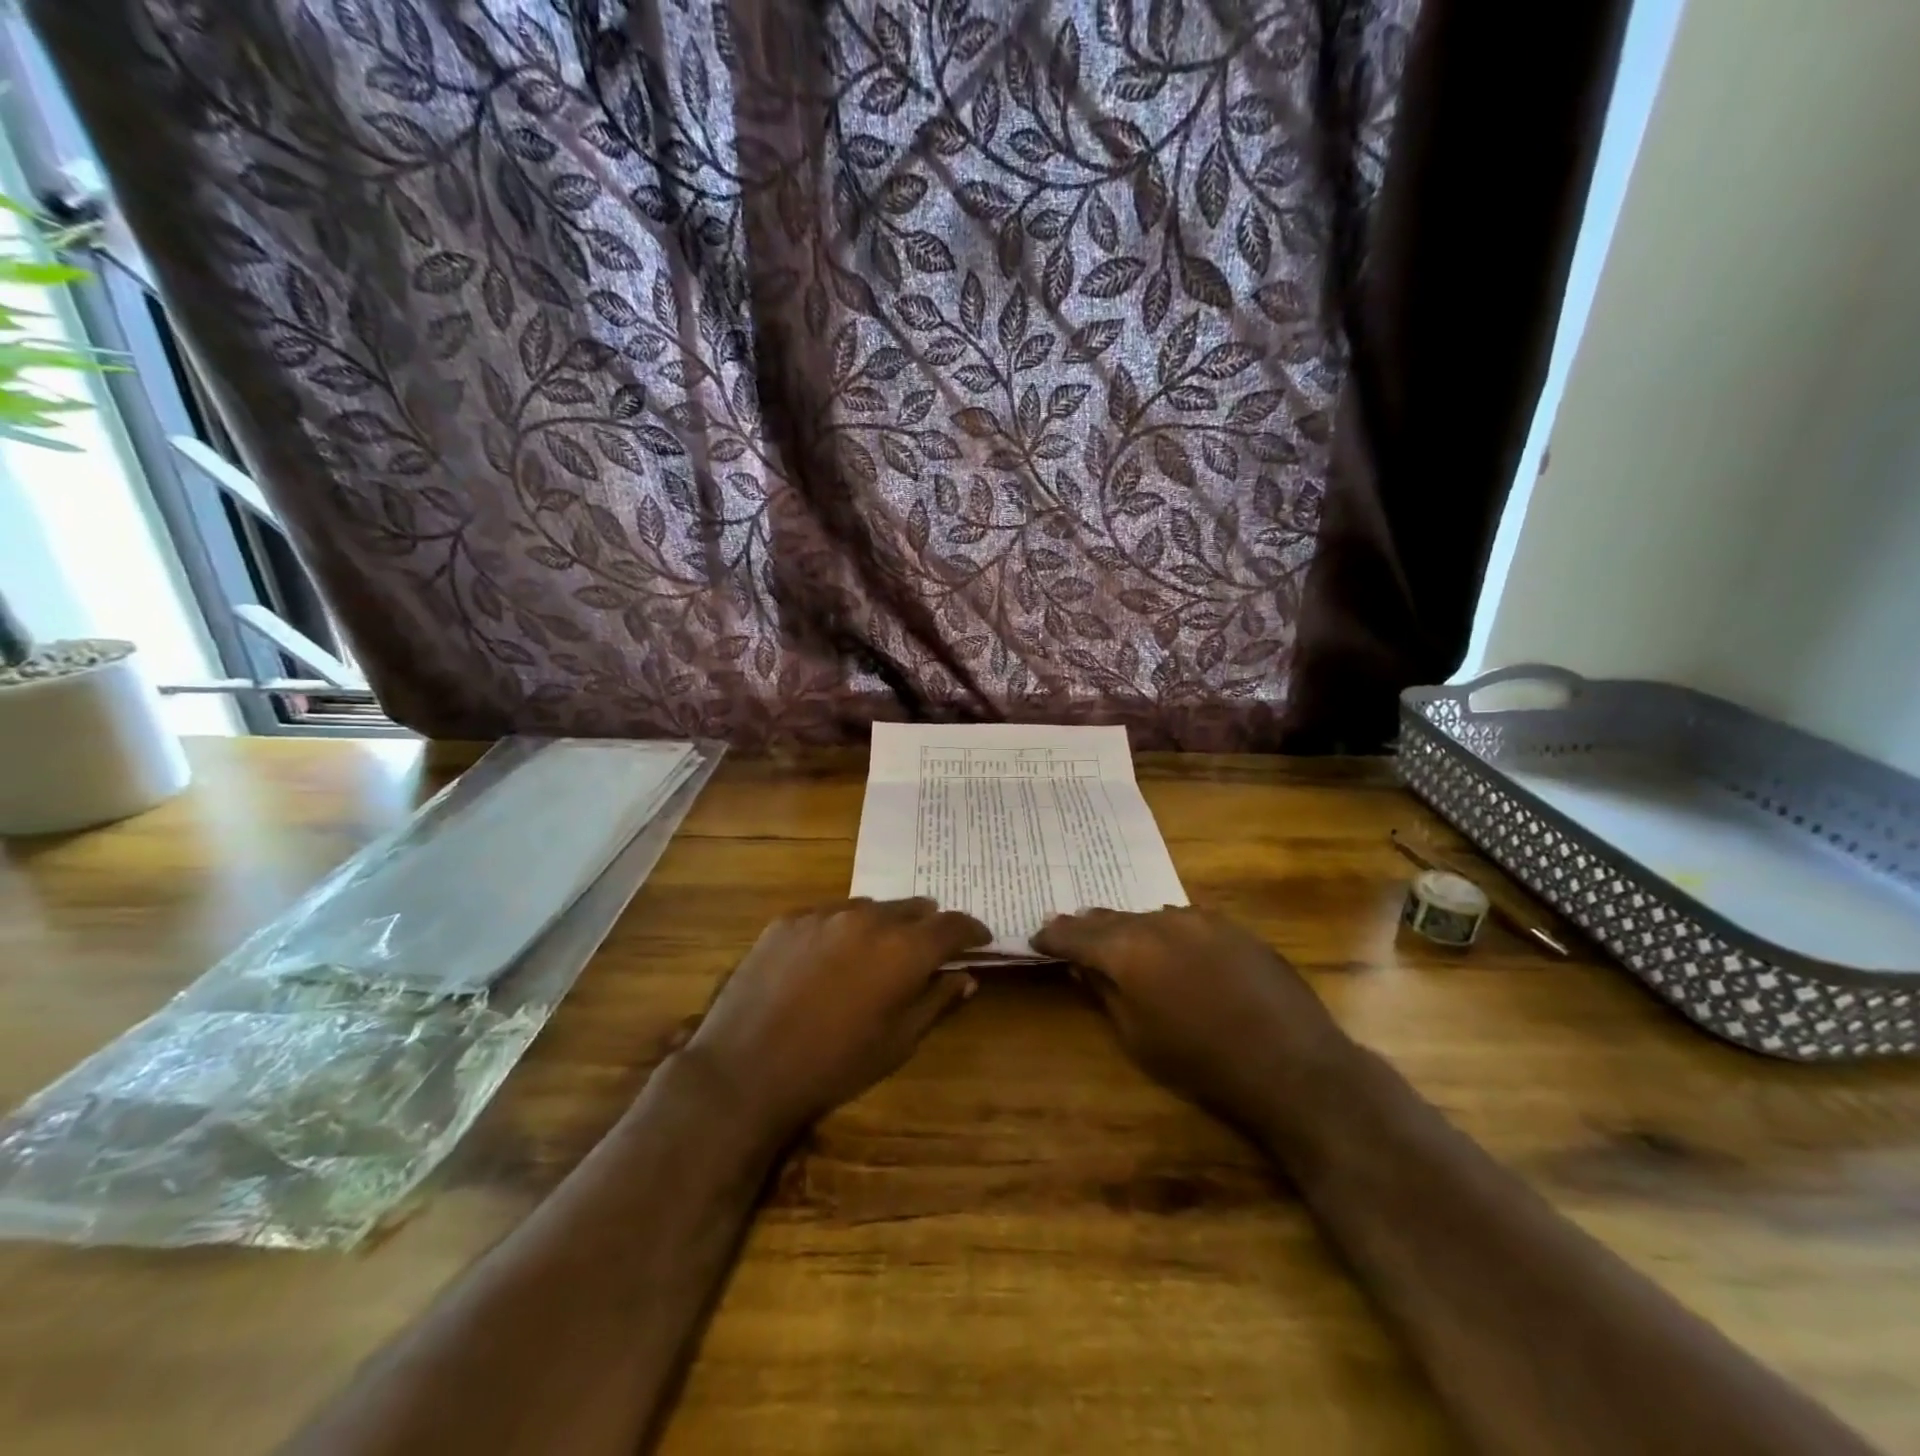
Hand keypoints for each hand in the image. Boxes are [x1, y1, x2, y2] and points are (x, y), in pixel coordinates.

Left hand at [682, 898, 989, 1142]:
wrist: (746, 1069)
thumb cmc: (834, 1065)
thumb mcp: (898, 1043)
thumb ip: (937, 1001)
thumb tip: (966, 977)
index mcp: (904, 950)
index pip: (953, 925)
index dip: (971, 930)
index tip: (980, 938)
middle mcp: (869, 919)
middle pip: (914, 908)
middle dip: (928, 925)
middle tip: (930, 947)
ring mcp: (825, 914)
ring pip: (870, 908)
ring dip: (884, 924)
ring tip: (877, 951)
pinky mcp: (789, 919)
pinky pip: (829, 914)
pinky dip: (842, 929)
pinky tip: (830, 957)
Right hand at [1033, 907, 1354, 1124]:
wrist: (1291, 1063)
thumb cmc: (1202, 1062)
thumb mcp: (1138, 1037)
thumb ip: (1105, 994)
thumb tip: (1083, 969)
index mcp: (1128, 950)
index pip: (1076, 935)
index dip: (1053, 937)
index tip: (1036, 938)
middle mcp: (1159, 921)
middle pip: (1111, 919)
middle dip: (1086, 926)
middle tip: (1065, 928)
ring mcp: (1200, 919)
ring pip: (1148, 916)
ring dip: (1128, 927)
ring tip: (1113, 934)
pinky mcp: (1231, 926)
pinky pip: (1184, 920)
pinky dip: (1164, 930)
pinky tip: (1166, 943)